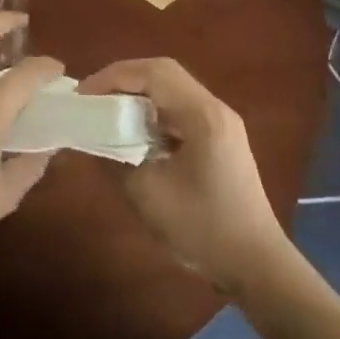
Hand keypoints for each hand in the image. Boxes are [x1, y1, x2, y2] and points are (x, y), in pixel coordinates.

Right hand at [82, 58, 286, 294]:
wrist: (256, 265)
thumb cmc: (203, 229)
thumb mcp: (148, 196)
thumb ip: (115, 160)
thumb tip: (90, 139)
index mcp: (202, 115)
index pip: (154, 73)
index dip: (114, 76)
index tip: (83, 95)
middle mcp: (214, 108)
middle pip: (164, 74)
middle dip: (123, 80)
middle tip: (92, 99)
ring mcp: (220, 122)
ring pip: (172, 90)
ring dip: (138, 95)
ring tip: (106, 112)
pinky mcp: (219, 138)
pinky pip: (179, 110)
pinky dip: (152, 113)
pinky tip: (133, 133)